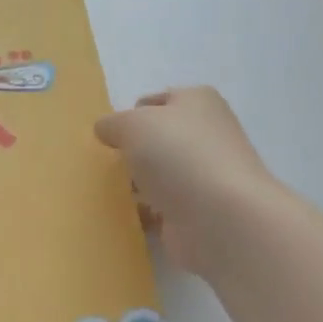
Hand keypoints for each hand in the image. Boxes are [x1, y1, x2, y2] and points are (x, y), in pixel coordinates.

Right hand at [95, 87, 277, 279]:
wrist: (220, 219)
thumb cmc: (179, 156)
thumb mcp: (133, 124)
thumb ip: (113, 123)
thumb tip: (106, 130)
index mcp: (198, 103)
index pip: (158, 101)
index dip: (131, 114)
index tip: (109, 135)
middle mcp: (206, 136)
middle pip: (158, 140)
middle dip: (130, 152)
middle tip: (102, 164)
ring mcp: (204, 177)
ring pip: (158, 175)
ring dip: (134, 184)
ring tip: (104, 191)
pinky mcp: (197, 213)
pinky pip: (159, 208)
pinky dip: (141, 213)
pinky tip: (121, 217)